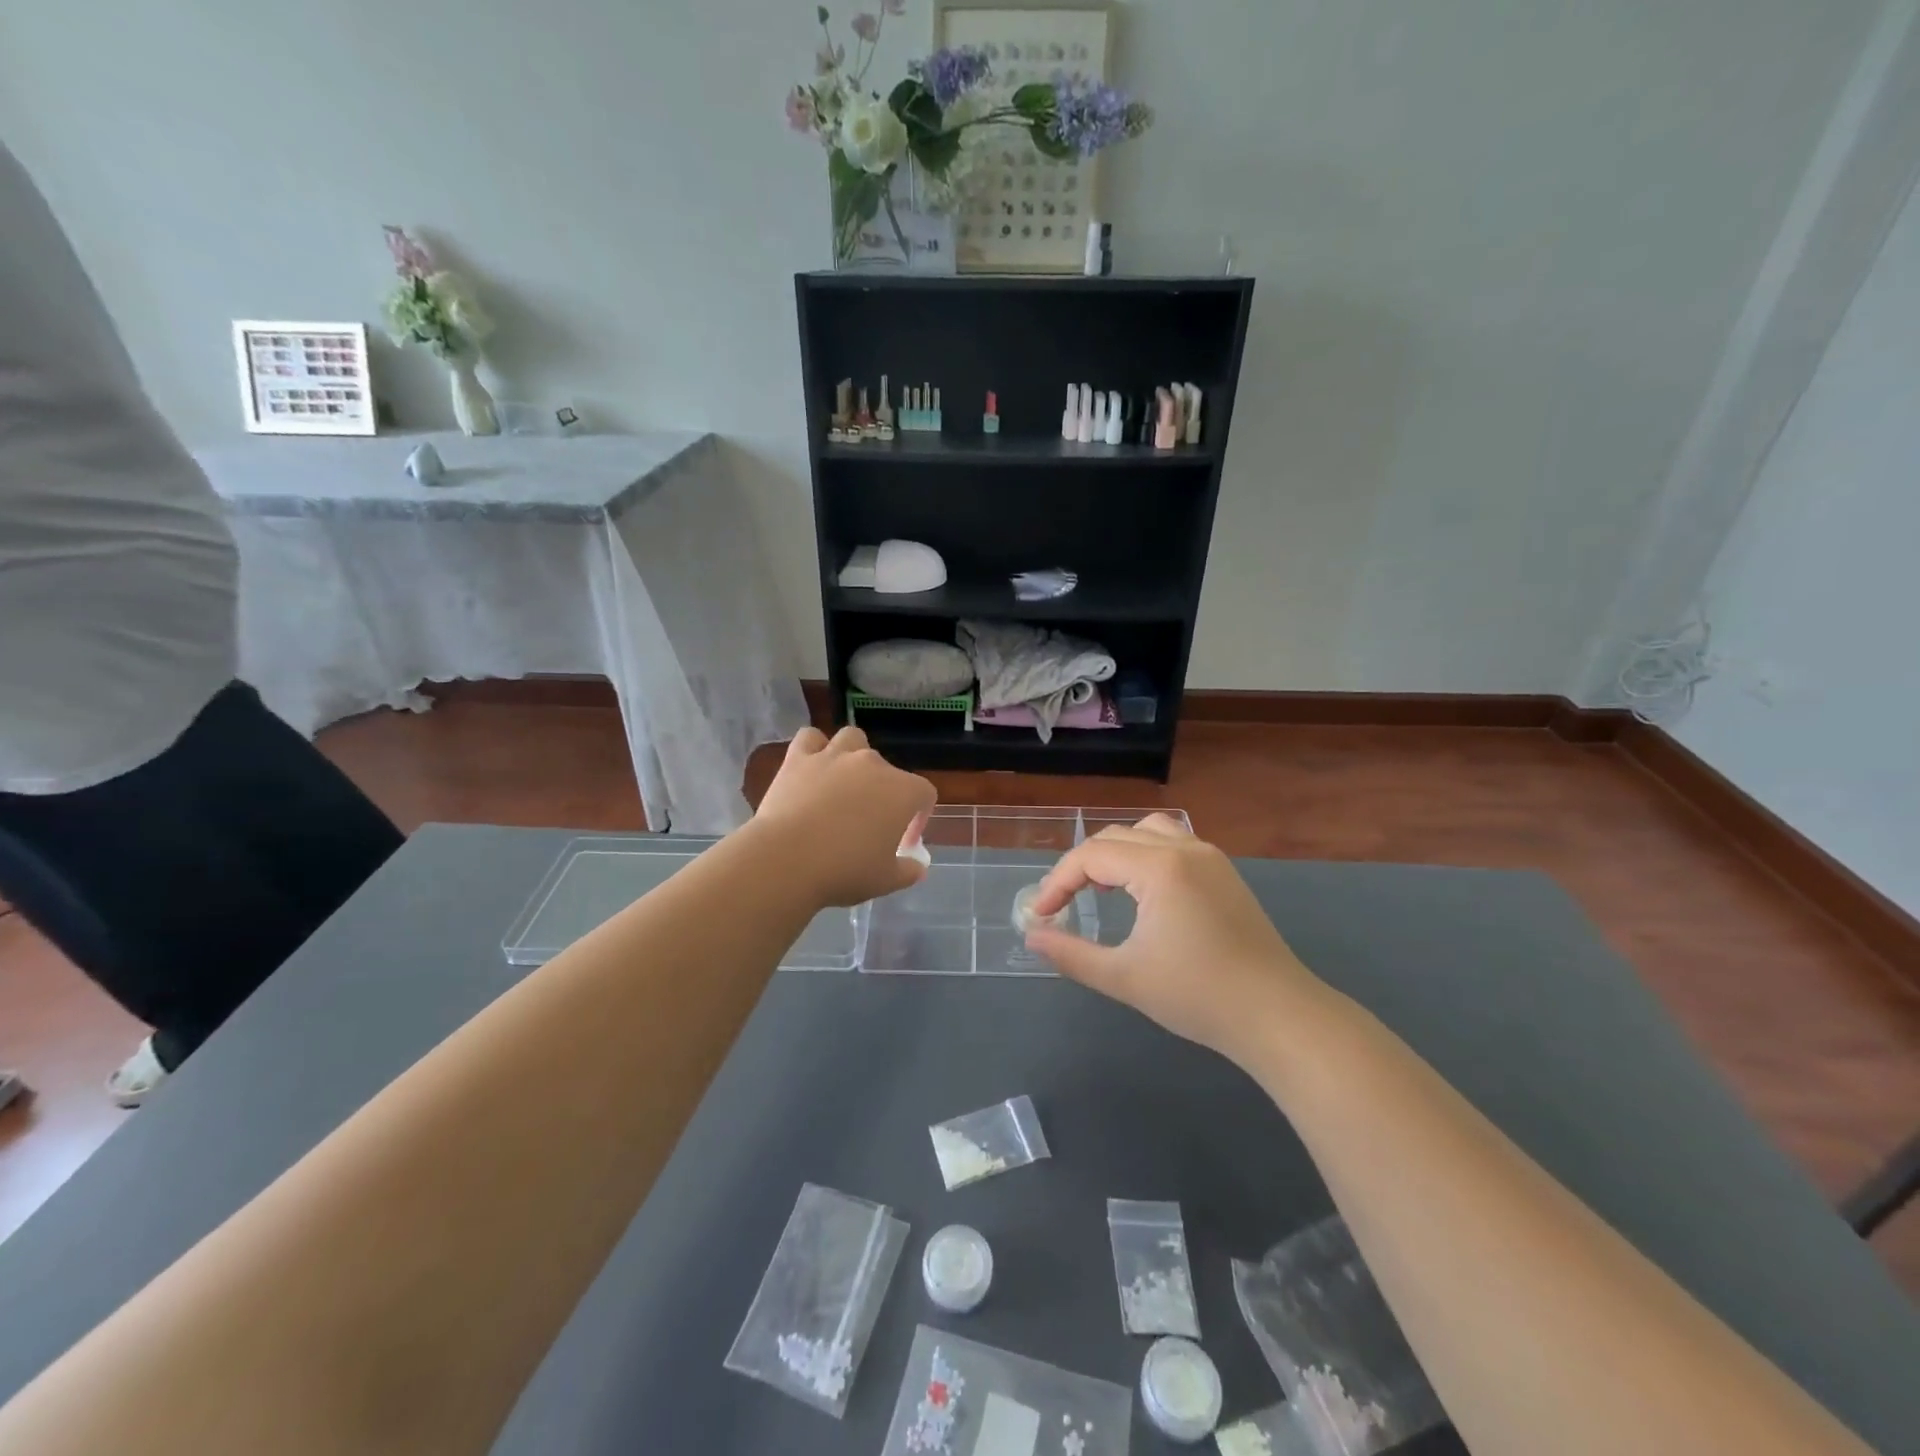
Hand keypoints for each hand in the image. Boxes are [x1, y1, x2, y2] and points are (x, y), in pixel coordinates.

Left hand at [752, 726, 936, 906]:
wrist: (787, 860)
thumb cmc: (845, 871)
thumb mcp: (886, 880)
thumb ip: (908, 871)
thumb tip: (917, 867)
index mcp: (902, 791)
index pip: (924, 794)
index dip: (918, 817)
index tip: (903, 842)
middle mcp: (873, 764)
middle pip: (888, 769)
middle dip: (883, 792)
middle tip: (868, 823)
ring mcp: (835, 756)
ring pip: (852, 739)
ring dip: (853, 755)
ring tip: (844, 782)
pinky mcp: (799, 758)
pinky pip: (811, 739)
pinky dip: (814, 748)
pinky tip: (812, 767)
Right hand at [1024, 814, 1322, 1066]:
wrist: (1277, 1015)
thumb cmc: (1198, 995)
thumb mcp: (1124, 978)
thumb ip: (1071, 954)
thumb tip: (1032, 935)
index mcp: (1159, 867)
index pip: (1092, 856)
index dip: (1058, 882)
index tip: (1041, 914)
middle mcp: (1185, 848)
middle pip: (1116, 837)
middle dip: (1082, 866)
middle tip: (1064, 904)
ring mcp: (1210, 857)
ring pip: (1148, 831)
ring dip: (1117, 852)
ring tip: (1102, 889)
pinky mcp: (1225, 873)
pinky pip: (1174, 843)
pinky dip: (1146, 855)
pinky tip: (1143, 892)